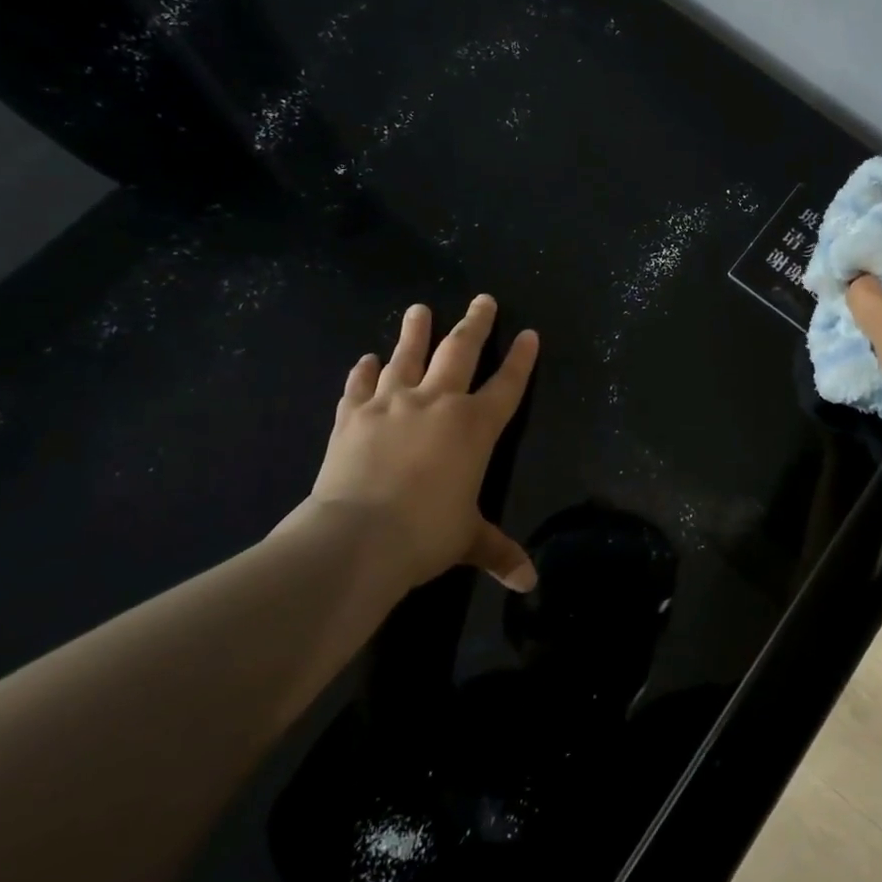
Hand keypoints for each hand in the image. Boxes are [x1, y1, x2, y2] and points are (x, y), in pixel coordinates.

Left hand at [307, 295, 539, 591]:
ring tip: (419, 308)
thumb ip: (499, 551)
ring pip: (407, 356)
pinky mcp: (352, 416)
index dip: (521, 359)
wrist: (355, 538)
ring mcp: (391, 404)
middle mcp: (437, 403)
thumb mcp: (467, 541)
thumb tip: (529, 583)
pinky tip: (365, 359)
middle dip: (475, 323)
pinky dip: (363, 372)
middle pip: (460, 351)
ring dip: (415, 331)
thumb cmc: (425, 534)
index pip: (507, 384)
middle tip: (483, 299)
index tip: (528, 333)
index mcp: (475, 427)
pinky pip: (360, 386)